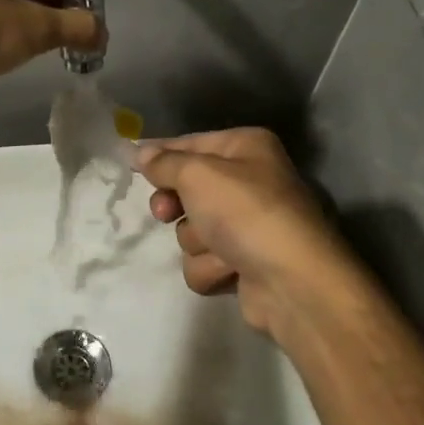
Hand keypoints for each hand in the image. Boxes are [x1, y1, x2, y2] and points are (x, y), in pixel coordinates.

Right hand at [138, 128, 356, 339]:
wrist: (293, 281)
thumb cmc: (246, 213)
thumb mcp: (197, 175)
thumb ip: (164, 163)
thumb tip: (140, 153)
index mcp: (246, 148)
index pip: (190, 143)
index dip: (160, 154)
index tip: (130, 163)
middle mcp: (250, 181)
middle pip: (187, 189)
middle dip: (176, 206)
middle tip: (167, 212)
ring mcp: (248, 225)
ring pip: (192, 230)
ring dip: (197, 242)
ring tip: (220, 248)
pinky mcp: (244, 263)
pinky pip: (205, 261)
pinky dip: (211, 267)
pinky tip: (231, 270)